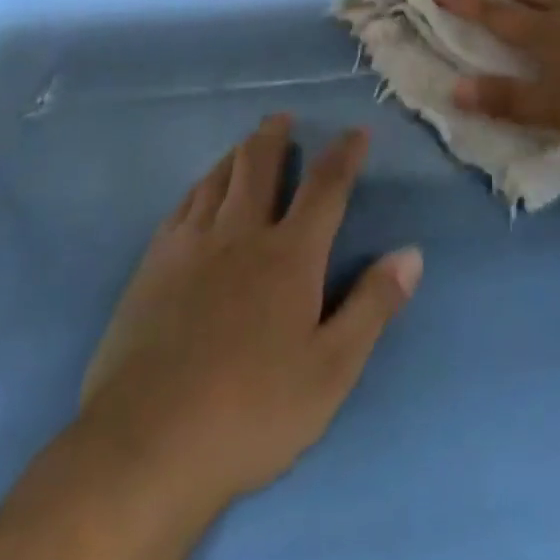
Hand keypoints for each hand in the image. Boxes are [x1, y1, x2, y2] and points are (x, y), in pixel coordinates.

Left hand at [76, 114, 422, 522]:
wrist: (148, 442)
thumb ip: (372, 306)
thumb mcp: (331, 370)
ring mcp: (191, 246)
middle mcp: (241, 234)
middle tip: (282, 116)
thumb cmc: (252, 412)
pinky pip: (182, 205)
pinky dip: (199, 186)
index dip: (343, 155)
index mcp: (289, 256)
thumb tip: (411, 254)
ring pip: (217, 179)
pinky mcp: (153, 265)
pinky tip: (199, 190)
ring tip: (245, 142)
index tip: (356, 131)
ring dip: (236, 154)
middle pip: (259, 167)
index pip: (325, 189)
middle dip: (275, 136)